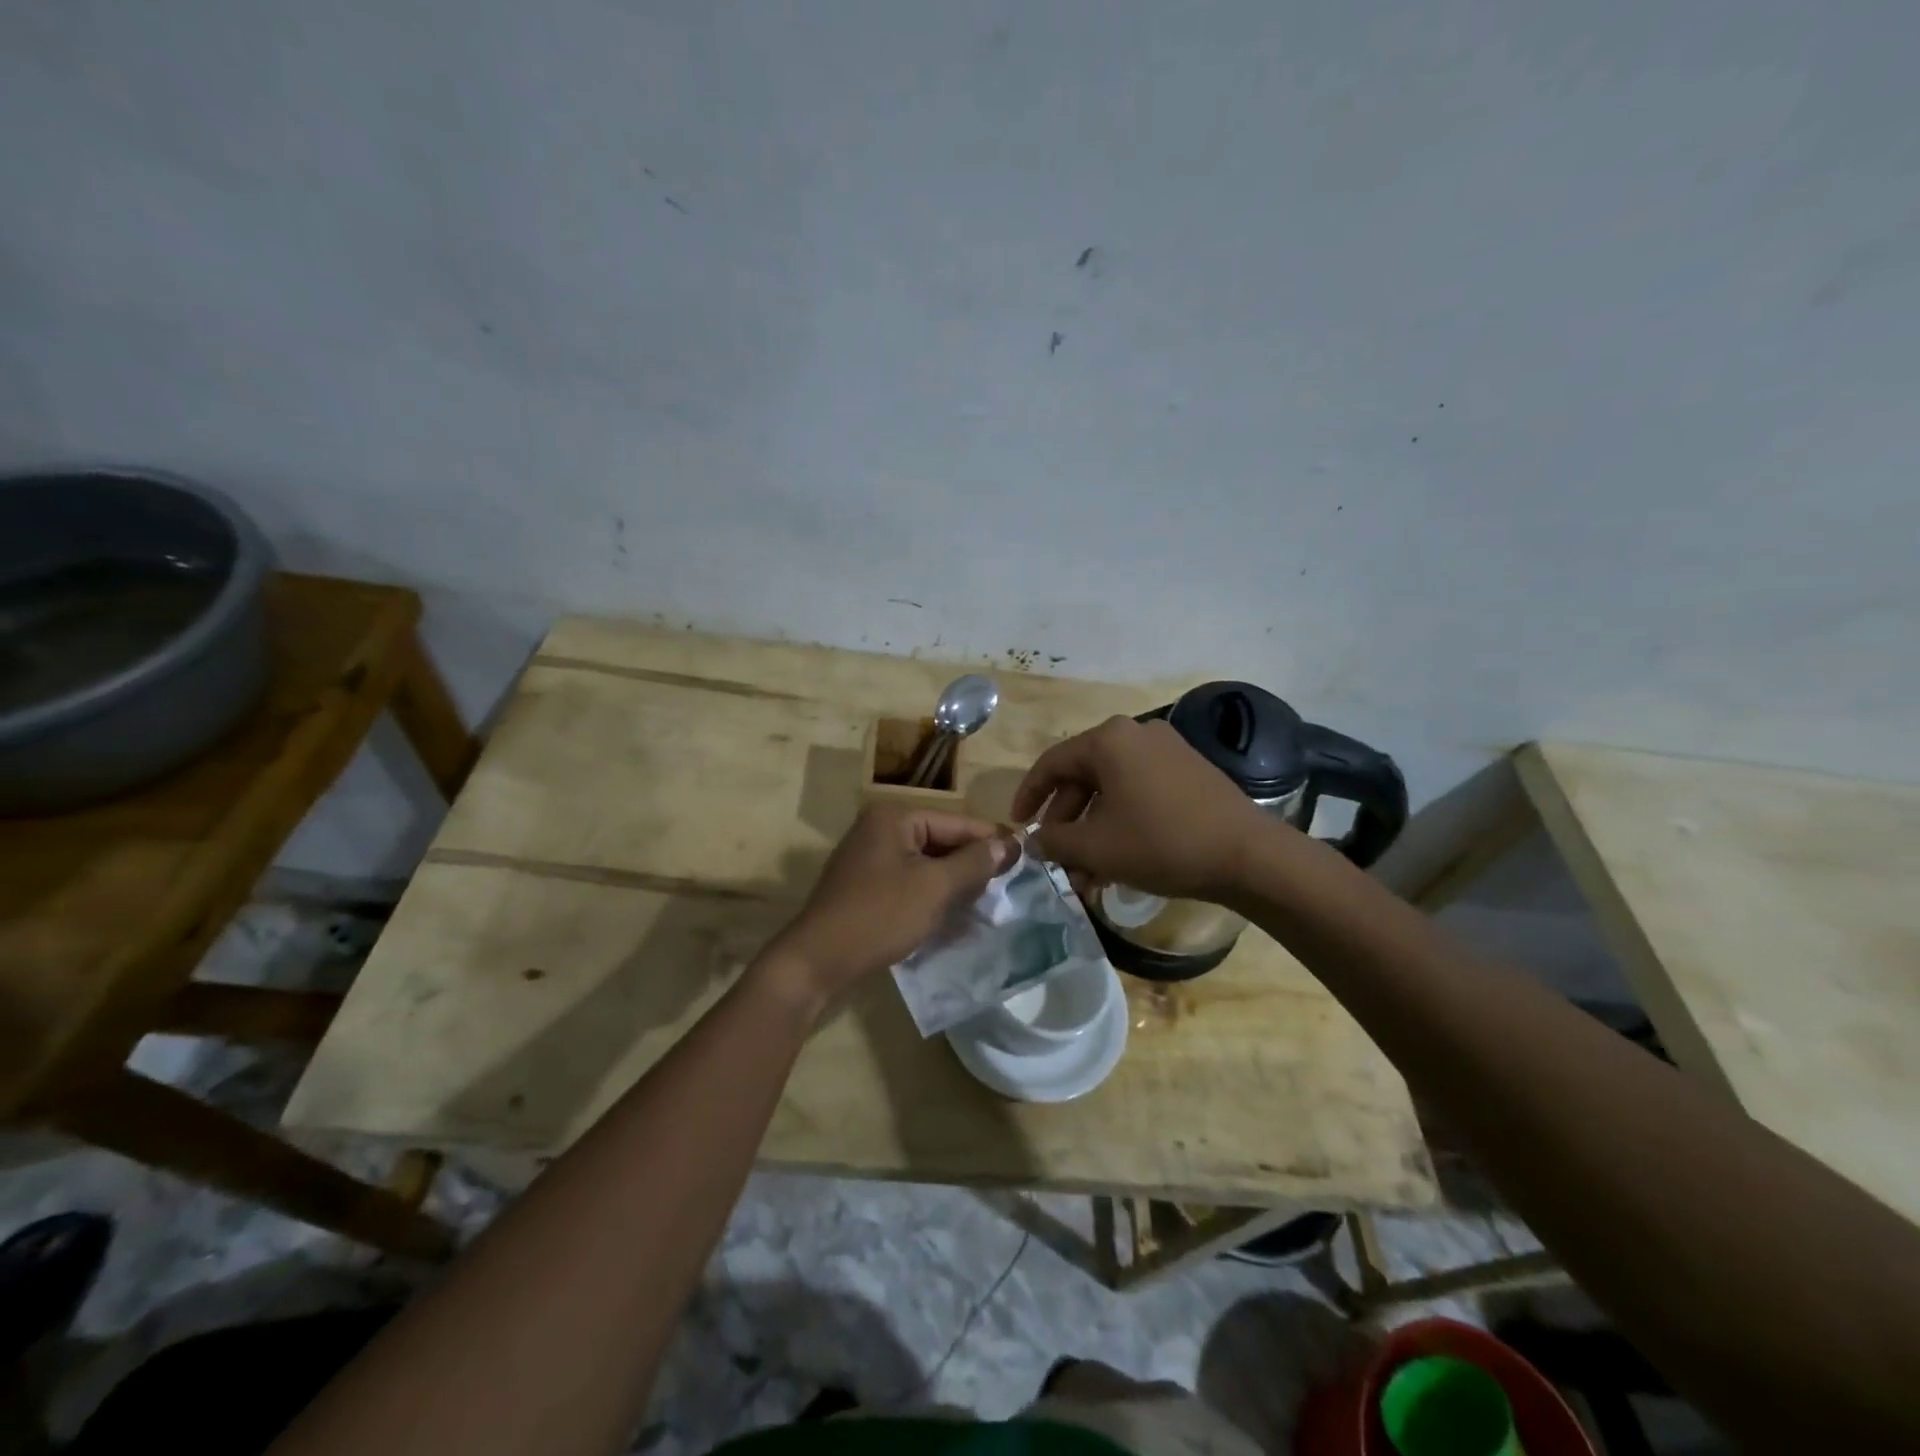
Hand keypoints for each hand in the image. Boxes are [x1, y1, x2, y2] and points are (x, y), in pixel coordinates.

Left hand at [762, 805, 1014, 1004]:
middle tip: (1010, 882)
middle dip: (972, 863)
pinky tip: (955, 913)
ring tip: (989, 900)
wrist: (816, 961)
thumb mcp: (934, 888)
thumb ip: (974, 863)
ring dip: (955, 881)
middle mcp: (879, 828)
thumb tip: (1008, 844)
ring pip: (926, 863)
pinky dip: (932, 894)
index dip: (991, 839)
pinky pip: (909, 880)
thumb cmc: (879, 916)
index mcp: (894, 817)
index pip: (956, 822)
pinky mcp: (865, 885)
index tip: (1026, 855)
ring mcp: (869, 857)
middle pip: (940, 840)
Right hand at [1011, 715, 1269, 900]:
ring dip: (1093, 831)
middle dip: (1066, 823)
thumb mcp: (1096, 847)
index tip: (1018, 827)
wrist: (1247, 855)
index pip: (1052, 763)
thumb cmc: (1161, 842)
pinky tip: (1118, 862)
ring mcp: (1167, 751)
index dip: (1029, 796)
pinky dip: (1121, 823)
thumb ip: (1054, 842)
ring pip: (1112, 791)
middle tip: (1057, 859)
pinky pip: (1139, 793)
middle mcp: (1136, 734)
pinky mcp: (1189, 772)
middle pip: (1083, 778)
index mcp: (1108, 740)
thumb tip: (1034, 842)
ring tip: (1086, 874)